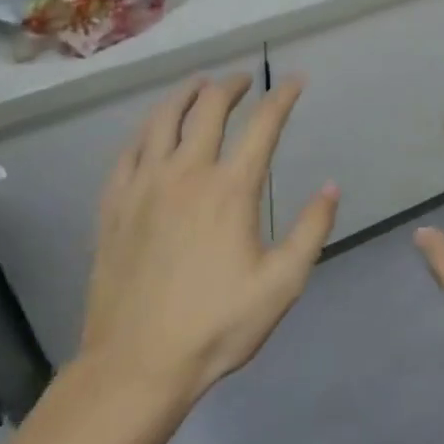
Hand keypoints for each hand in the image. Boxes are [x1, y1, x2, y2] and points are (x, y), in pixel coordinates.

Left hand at [78, 73, 337, 403]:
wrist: (136, 364)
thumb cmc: (217, 325)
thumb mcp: (282, 284)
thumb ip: (311, 230)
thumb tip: (330, 186)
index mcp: (230, 189)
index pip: (262, 125)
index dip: (282, 96)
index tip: (294, 80)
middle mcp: (186, 173)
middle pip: (209, 108)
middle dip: (230, 85)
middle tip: (243, 79)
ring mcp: (143, 186)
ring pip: (162, 119)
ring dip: (185, 94)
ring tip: (198, 86)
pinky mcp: (113, 205)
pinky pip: (128, 150)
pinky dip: (147, 129)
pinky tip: (153, 130)